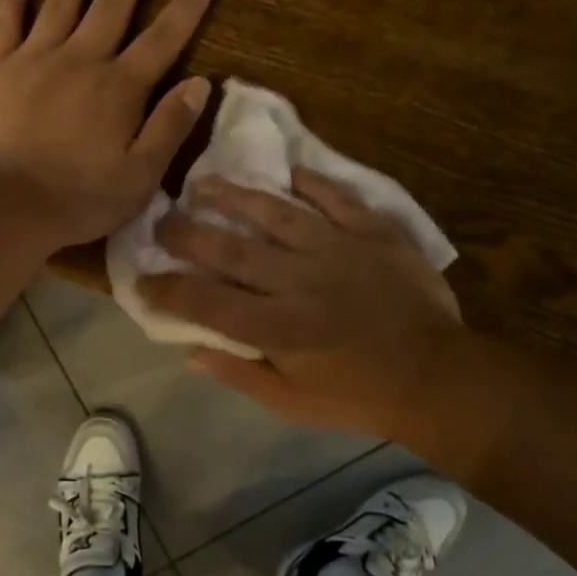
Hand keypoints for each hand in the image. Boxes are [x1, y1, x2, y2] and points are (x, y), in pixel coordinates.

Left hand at [0, 0, 214, 248]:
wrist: (6, 205)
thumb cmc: (79, 198)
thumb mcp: (140, 177)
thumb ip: (170, 127)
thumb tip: (200, 82)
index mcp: (120, 88)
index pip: (163, 38)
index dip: (187, 5)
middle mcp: (82, 60)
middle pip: (113, 2)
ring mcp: (35, 59)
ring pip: (61, 0)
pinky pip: (6, 22)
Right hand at [140, 169, 465, 439]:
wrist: (435, 374)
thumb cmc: (358, 395)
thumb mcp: (292, 402)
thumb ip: (240, 373)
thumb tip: (191, 352)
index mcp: (276, 325)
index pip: (205, 301)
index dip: (166, 289)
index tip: (141, 278)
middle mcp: (298, 279)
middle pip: (230, 248)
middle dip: (187, 232)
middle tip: (161, 218)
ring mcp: (337, 248)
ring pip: (275, 211)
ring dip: (235, 195)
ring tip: (206, 182)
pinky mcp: (372, 232)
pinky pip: (335, 197)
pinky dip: (310, 183)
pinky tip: (288, 173)